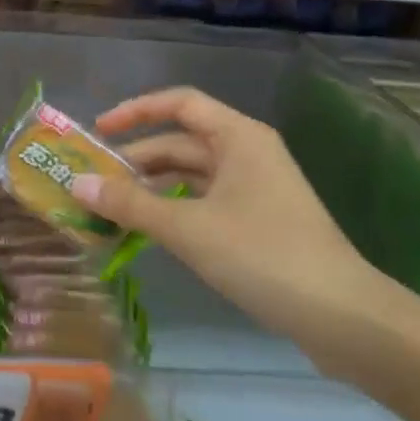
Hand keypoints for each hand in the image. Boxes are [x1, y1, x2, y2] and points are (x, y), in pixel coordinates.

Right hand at [69, 87, 390, 363]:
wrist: (342, 316)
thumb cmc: (263, 255)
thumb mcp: (187, 228)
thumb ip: (129, 204)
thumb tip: (76, 185)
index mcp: (238, 137)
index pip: (179, 104)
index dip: (135, 111)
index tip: (98, 132)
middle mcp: (247, 153)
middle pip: (180, 142)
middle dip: (136, 159)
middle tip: (93, 182)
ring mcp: (255, 188)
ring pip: (190, 175)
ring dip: (151, 187)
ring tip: (111, 208)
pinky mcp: (257, 221)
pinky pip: (203, 201)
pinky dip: (172, 209)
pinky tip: (147, 230)